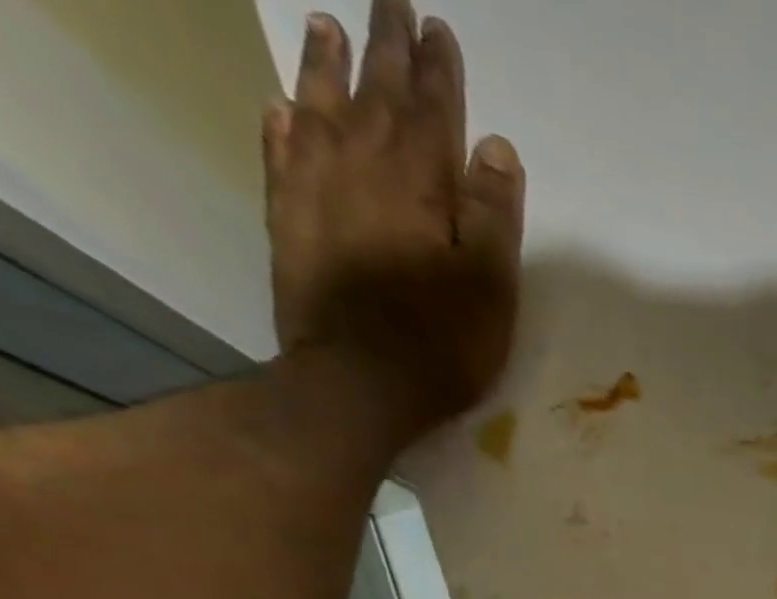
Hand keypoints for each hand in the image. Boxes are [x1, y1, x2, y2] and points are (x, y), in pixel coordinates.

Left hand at [263, 0, 524, 437]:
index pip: (433, 111)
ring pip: (320, 108)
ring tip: (327, 26)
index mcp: (420, 184)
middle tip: (390, 2)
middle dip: (386, 48)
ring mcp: (316, 190)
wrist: (358, 382)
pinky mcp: (288, 221)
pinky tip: (283, 106)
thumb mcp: (490, 287)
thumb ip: (494, 216)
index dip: (439, 70)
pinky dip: (283, 124)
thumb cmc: (441, 342)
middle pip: (376, 94)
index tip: (439, 28)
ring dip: (326, 66)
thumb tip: (497, 147)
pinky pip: (280, 154)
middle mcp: (362, 168)